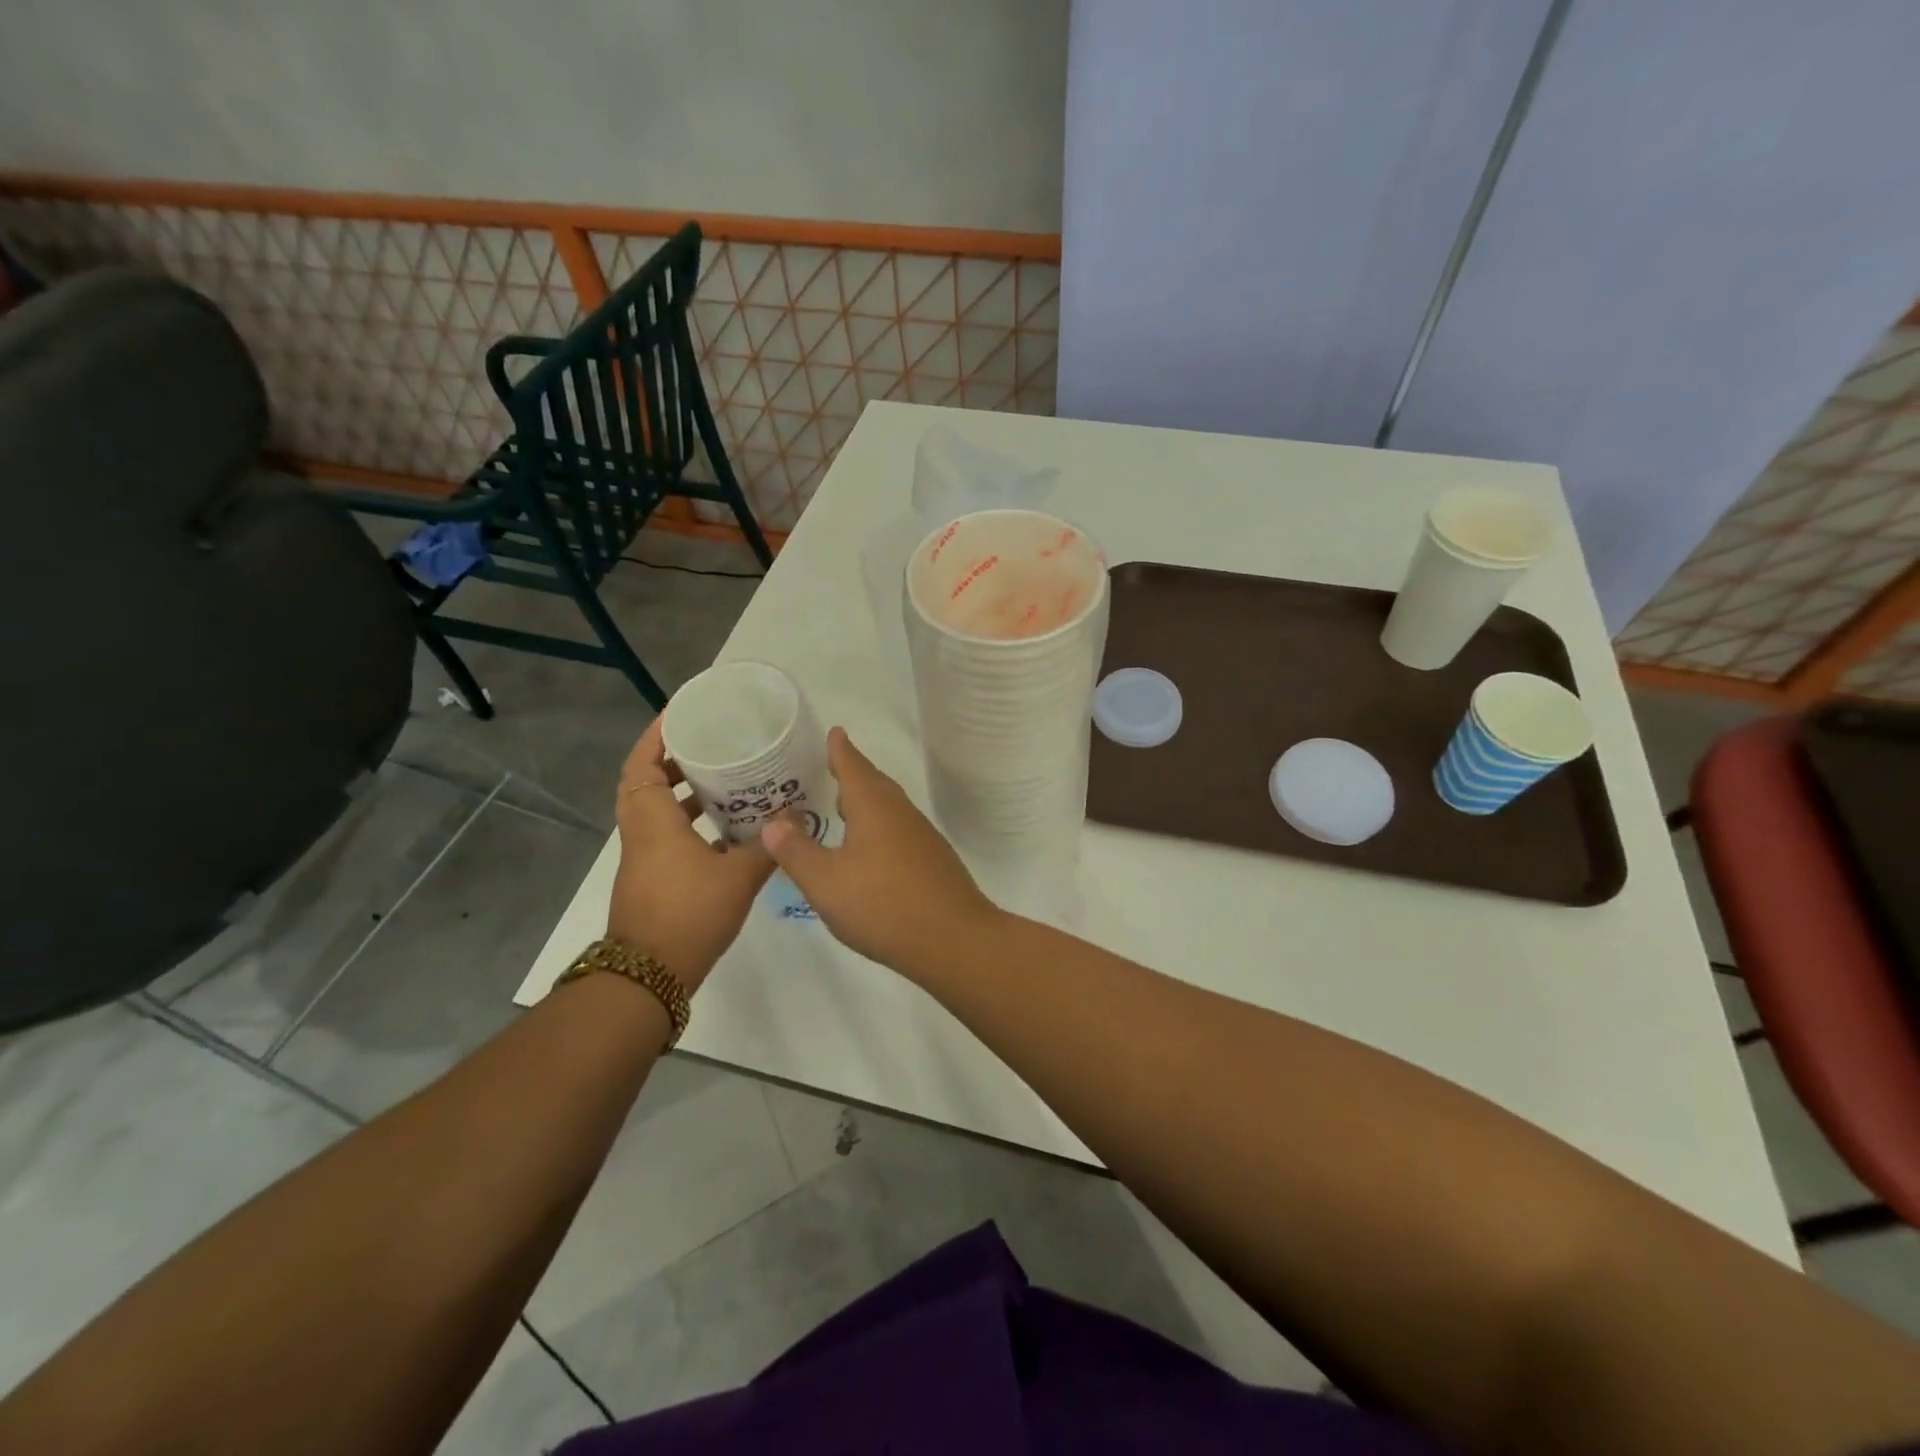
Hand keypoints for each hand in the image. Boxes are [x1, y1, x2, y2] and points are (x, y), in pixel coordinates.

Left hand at [608, 718, 773, 988]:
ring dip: (681, 791)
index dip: (657, 735)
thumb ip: (768, 846)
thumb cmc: (689, 914)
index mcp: (653, 821)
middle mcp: (641, 833)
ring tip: (722, 778)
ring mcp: (644, 857)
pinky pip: (665, 833)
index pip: (642, 764)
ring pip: (655, 810)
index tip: (683, 714)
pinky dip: (688, 821)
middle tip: (711, 742)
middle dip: (673, 758)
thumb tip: (796, 818)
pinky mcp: (652, 878)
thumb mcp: (738, 876)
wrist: (648, 977)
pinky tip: (726, 828)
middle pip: (646, 782)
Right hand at [760, 728, 998, 975]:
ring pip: (889, 808)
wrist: (954, 939)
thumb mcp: (825, 882)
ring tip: (845, 806)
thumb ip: (796, 851)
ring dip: (867, 802)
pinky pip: (899, 831)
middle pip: (875, 784)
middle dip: (853, 774)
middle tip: (832, 767)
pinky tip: (871, 850)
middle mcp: (901, 813)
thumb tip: (774, 822)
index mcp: (874, 807)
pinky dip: (880, 827)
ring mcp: (922, 837)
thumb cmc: (883, 905)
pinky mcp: (933, 861)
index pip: (854, 767)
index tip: (835, 732)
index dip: (841, 750)